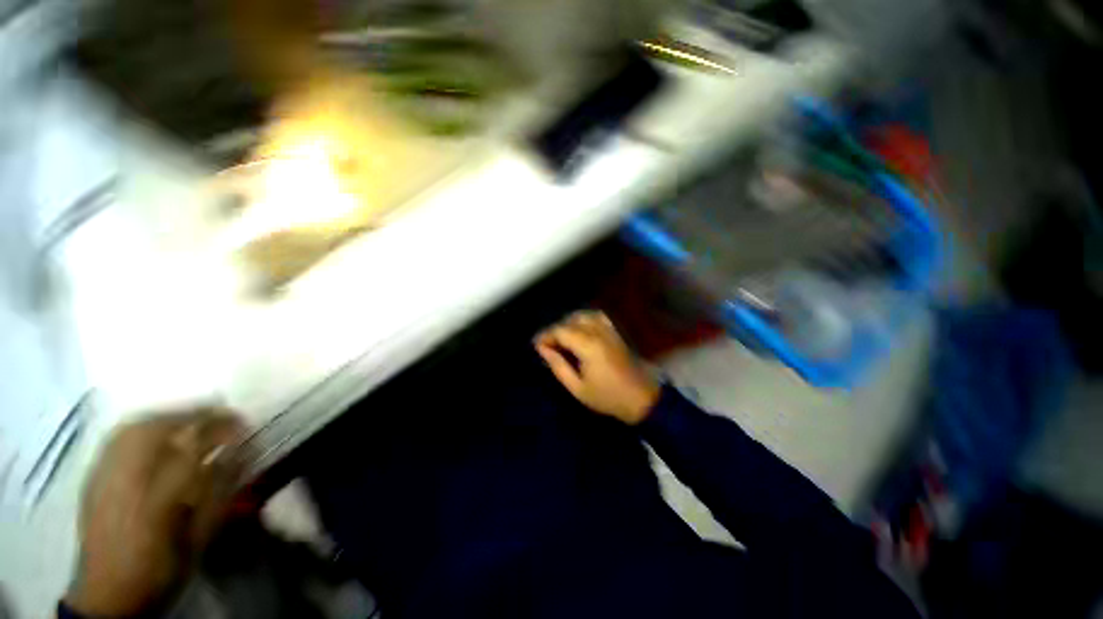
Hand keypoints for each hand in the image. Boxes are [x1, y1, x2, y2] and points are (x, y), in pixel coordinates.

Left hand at [65, 410, 246, 616]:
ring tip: (192, 416)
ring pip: (136, 428)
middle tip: (221, 413)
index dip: (222, 429)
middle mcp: (128, 479)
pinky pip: (118, 437)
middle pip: (161, 429)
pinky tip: (156, 428)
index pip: (194, 447)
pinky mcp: (93, 476)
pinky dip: (142, 425)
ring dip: (169, 416)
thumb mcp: (199, 537)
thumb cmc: (162, 567)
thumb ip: (220, 493)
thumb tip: (242, 453)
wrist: (108, 593)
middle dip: (195, 414)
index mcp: (159, 498)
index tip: (244, 424)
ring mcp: (105, 475)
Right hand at [535, 310, 660, 424]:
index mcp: (588, 345)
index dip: (545, 336)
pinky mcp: (615, 332)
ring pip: (583, 315)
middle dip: (555, 330)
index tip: (536, 346)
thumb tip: (542, 349)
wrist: (641, 397)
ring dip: (568, 323)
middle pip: (570, 321)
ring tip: (562, 338)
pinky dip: (584, 319)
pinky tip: (580, 330)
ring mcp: (608, 330)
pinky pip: (597, 317)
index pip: (560, 331)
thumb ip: (558, 366)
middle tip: (547, 345)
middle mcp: (597, 332)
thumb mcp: (578, 388)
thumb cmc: (607, 397)